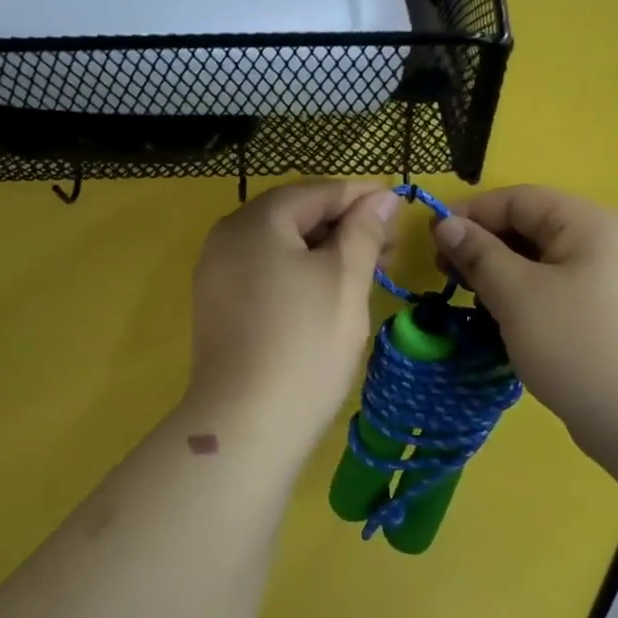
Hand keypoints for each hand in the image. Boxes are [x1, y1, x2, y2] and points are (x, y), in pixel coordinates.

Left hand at [187, 181, 401, 446]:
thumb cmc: (305, 344)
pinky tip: (327, 292)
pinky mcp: (218, 308)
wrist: (246, 425)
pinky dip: (299, 273)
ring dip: (323, 250)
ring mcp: (217, 275)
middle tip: (390, 245)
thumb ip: (364, 231)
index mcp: (255, 222)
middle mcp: (226, 238)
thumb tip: (382, 197)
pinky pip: (264, 273)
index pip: (315, 192)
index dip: (361, 195)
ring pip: (279, 246)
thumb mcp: (344, 280)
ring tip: (367, 269)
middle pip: (293, 216)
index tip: (400, 205)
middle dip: (343, 224)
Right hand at [431, 186, 617, 449]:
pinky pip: (552, 295)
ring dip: (499, 277)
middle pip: (529, 228)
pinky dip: (521, 302)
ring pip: (538, 265)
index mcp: (586, 224)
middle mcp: (601, 244)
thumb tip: (446, 224)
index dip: (471, 213)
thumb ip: (479, 254)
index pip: (517, 198)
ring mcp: (606, 283)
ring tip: (471, 304)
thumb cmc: (578, 344)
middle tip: (446, 276)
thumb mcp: (517, 294)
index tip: (431, 241)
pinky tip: (501, 326)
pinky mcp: (603, 319)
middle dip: (483, 246)